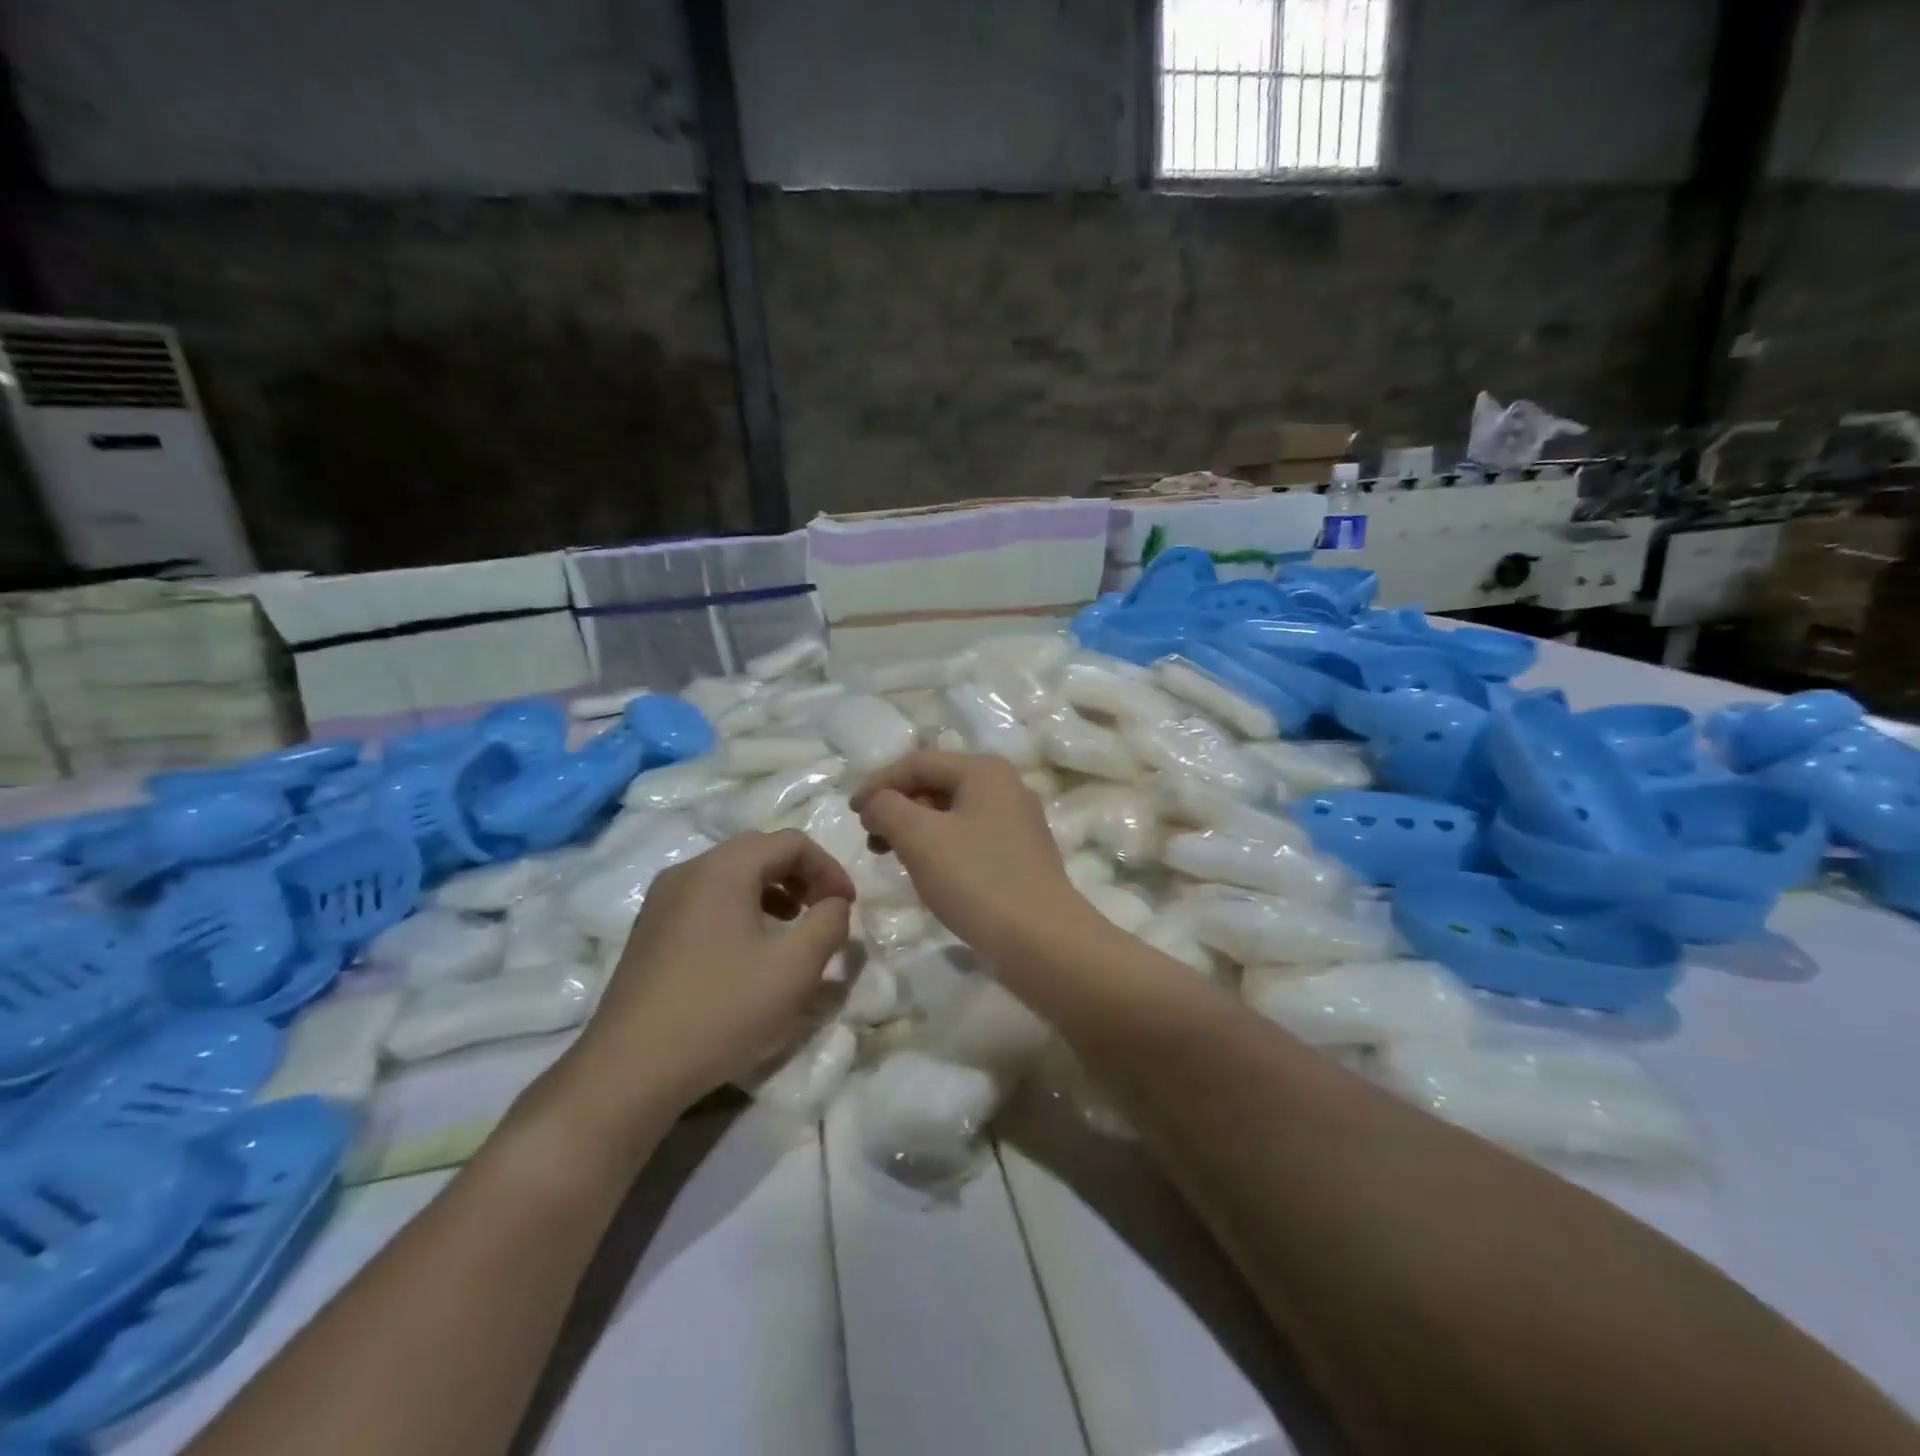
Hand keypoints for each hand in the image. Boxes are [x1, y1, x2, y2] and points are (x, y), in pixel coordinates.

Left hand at [563, 830, 855, 1121]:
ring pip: (731, 876)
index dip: (829, 868)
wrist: (630, 1070)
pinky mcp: (651, 930)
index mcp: (723, 867)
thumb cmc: (722, 1009)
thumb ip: (829, 922)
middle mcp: (689, 871)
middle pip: (759, 852)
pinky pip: (708, 900)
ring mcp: (663, 900)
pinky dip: (742, 910)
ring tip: (793, 929)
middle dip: (801, 877)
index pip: (791, 842)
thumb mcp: (796, 967)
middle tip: (824, 911)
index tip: (848, 906)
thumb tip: (835, 904)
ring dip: (773, 892)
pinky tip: (750, 951)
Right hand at [851, 751, 1092, 967]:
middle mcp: (1006, 787)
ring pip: (952, 813)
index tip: (851, 815)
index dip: (878, 784)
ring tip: (894, 857)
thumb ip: (887, 808)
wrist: (1042, 940)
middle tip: (872, 840)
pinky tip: (929, 872)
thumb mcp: (919, 837)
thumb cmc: (977, 880)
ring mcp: (1018, 822)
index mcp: (985, 771)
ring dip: (916, 829)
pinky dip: (940, 847)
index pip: (917, 763)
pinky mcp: (1021, 855)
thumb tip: (876, 802)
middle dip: (898, 807)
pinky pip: (969, 838)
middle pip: (937, 784)